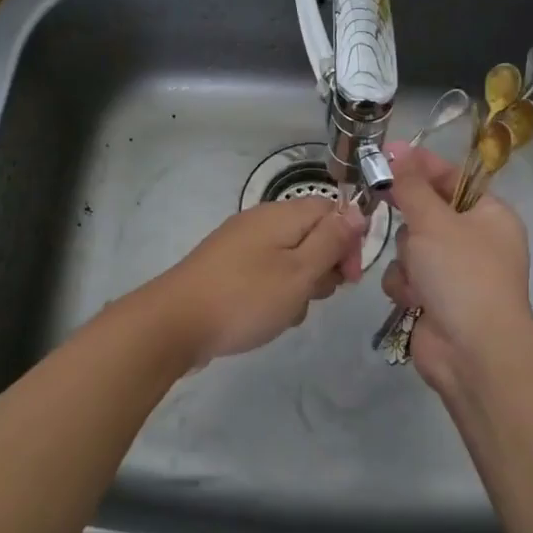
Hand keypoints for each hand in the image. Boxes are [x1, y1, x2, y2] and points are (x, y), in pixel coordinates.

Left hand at [142, 197, 366, 364]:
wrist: (175, 323)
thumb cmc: (246, 297)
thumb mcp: (299, 271)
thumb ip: (331, 240)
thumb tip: (357, 210)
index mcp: (281, 214)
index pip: (331, 210)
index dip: (349, 241)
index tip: (349, 278)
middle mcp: (261, 221)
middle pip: (311, 235)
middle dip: (323, 268)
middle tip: (314, 296)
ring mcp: (241, 245)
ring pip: (290, 260)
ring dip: (299, 287)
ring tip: (286, 312)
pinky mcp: (227, 269)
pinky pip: (266, 275)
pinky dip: (274, 295)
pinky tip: (266, 318)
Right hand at [381, 142, 532, 389]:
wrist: (473, 352)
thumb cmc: (462, 274)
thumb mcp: (434, 221)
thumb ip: (411, 186)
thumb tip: (399, 152)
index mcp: (489, 215)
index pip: (451, 177)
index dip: (419, 165)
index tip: (387, 154)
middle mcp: (474, 240)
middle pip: (425, 213)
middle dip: (410, 224)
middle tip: (389, 211)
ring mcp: (454, 272)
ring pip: (409, 246)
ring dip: (406, 260)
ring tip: (418, 277)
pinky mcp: (434, 299)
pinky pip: (405, 276)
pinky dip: (405, 286)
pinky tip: (414, 300)